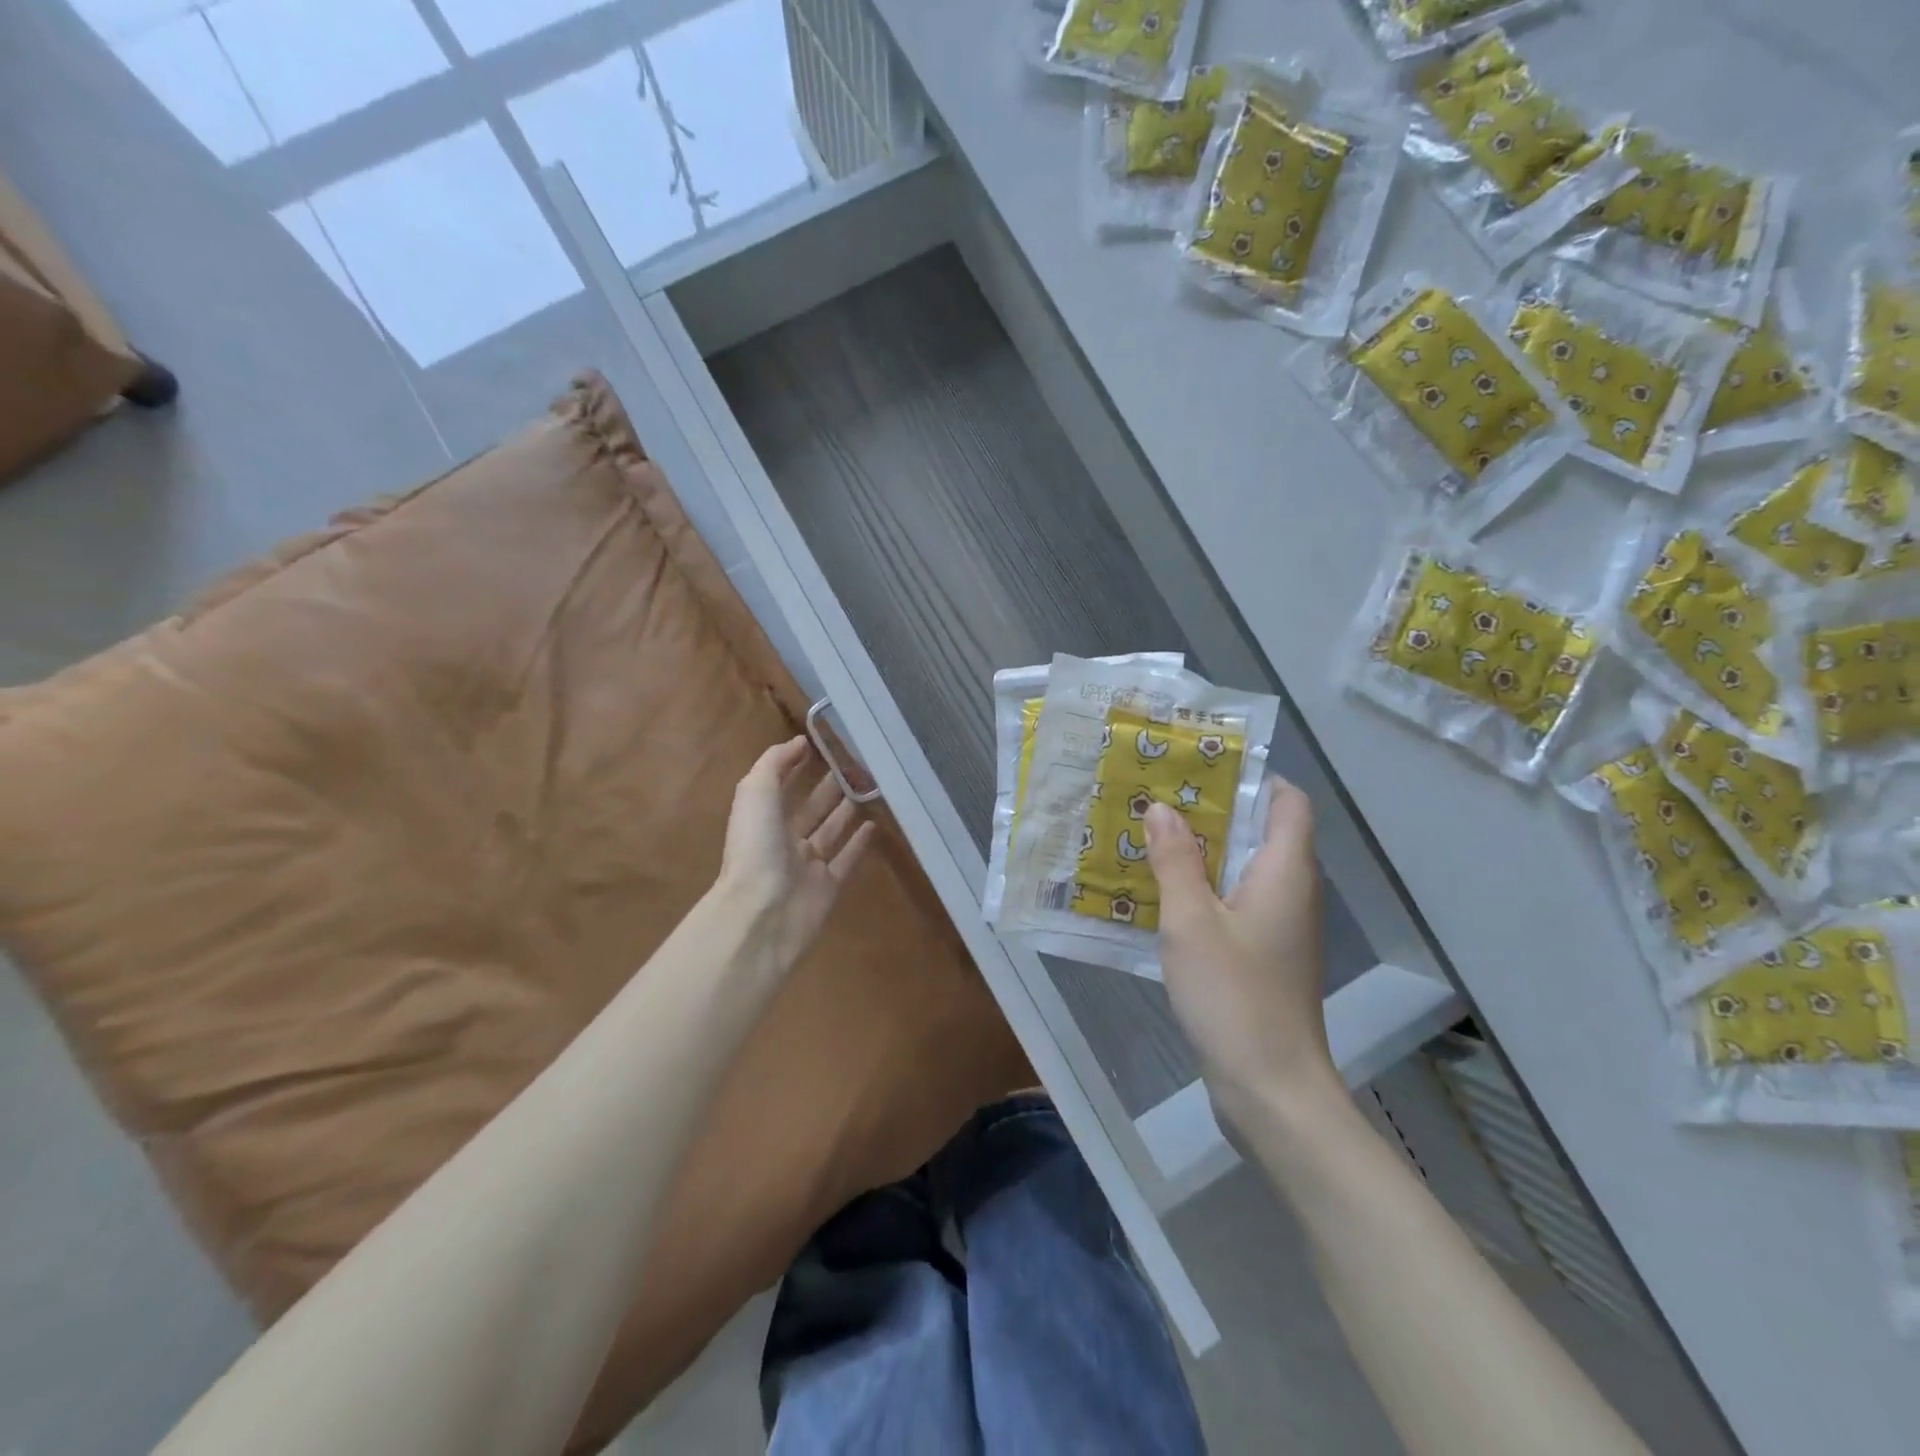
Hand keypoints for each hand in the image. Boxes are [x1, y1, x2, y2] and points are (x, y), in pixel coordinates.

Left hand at [718, 736, 877, 976]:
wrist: (763, 913)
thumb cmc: (756, 847)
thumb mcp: (755, 792)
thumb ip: (775, 763)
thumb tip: (799, 742)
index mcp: (763, 818)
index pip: (782, 786)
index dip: (798, 766)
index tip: (824, 745)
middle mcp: (784, 840)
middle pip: (811, 808)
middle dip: (829, 787)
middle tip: (858, 765)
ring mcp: (808, 865)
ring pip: (831, 831)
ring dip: (846, 811)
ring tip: (869, 788)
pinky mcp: (830, 887)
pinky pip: (847, 860)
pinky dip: (860, 844)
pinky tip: (875, 825)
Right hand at [1145, 778, 1335, 1126]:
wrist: (1272, 1089)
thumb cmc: (1234, 995)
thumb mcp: (1191, 921)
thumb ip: (1176, 861)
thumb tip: (1162, 808)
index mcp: (1285, 871)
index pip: (1288, 801)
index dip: (1252, 778)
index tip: (1198, 768)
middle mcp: (1292, 891)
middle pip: (1263, 831)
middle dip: (1213, 810)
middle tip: (1157, 797)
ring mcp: (1282, 927)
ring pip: (1246, 869)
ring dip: (1204, 851)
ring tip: (1151, 836)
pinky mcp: (1266, 955)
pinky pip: (1238, 902)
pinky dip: (1207, 887)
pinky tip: (1163, 894)